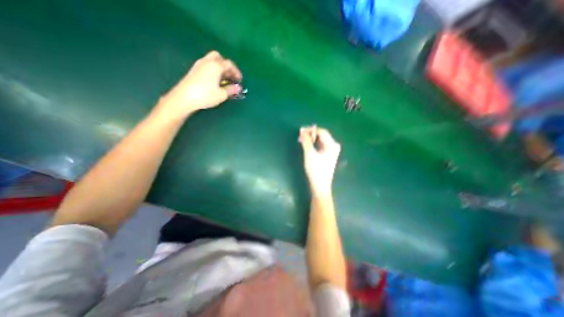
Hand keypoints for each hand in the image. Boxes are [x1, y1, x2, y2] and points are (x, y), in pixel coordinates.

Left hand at [156, 51, 241, 117]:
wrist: (185, 97)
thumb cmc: (206, 95)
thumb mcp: (222, 94)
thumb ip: (231, 89)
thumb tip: (238, 88)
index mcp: (216, 66)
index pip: (229, 64)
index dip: (236, 71)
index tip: (240, 80)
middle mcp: (207, 62)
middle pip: (219, 57)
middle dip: (226, 65)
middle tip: (230, 76)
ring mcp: (199, 65)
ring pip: (211, 60)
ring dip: (219, 67)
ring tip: (224, 79)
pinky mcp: (194, 70)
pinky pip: (206, 65)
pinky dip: (213, 70)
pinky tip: (214, 80)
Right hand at [296, 124, 341, 194]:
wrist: (320, 186)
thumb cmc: (315, 170)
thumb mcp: (309, 154)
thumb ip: (306, 141)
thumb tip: (302, 130)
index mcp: (332, 145)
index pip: (321, 131)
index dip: (310, 130)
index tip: (300, 131)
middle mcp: (334, 146)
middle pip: (322, 135)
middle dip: (310, 134)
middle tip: (300, 136)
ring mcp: (332, 151)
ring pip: (320, 140)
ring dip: (311, 139)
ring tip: (302, 140)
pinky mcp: (328, 155)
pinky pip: (320, 145)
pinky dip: (313, 144)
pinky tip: (307, 145)